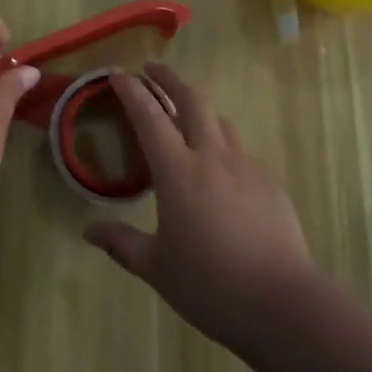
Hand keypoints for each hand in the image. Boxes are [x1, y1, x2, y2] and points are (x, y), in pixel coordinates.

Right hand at [84, 63, 313, 353]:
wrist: (282, 302)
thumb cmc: (210, 284)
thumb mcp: (156, 267)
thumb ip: (122, 243)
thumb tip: (89, 231)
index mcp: (178, 170)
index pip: (149, 116)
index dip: (131, 90)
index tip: (117, 72)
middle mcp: (211, 156)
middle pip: (191, 99)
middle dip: (169, 78)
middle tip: (152, 70)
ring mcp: (245, 165)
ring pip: (219, 120)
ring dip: (198, 107)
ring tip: (186, 113)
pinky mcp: (270, 181)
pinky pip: (240, 151)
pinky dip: (222, 144)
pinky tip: (220, 168)